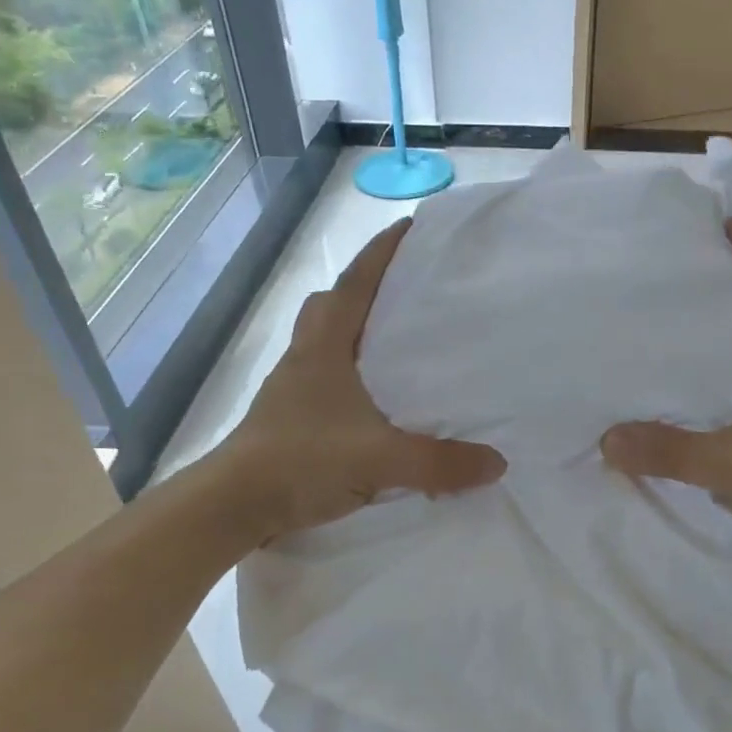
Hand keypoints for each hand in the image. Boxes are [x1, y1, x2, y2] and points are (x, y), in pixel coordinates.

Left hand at [217, 217, 505, 543]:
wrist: (234, 504)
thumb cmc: (302, 461)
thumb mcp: (381, 460)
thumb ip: (440, 462)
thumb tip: (497, 462)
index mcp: (326, 347)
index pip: (356, 284)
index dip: (382, 252)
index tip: (410, 226)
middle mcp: (307, 357)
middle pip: (332, 305)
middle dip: (365, 290)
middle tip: (404, 292)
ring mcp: (293, 388)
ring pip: (324, 342)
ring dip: (355, 333)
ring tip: (396, 345)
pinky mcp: (290, 418)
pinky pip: (325, 378)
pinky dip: (350, 376)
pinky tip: (375, 402)